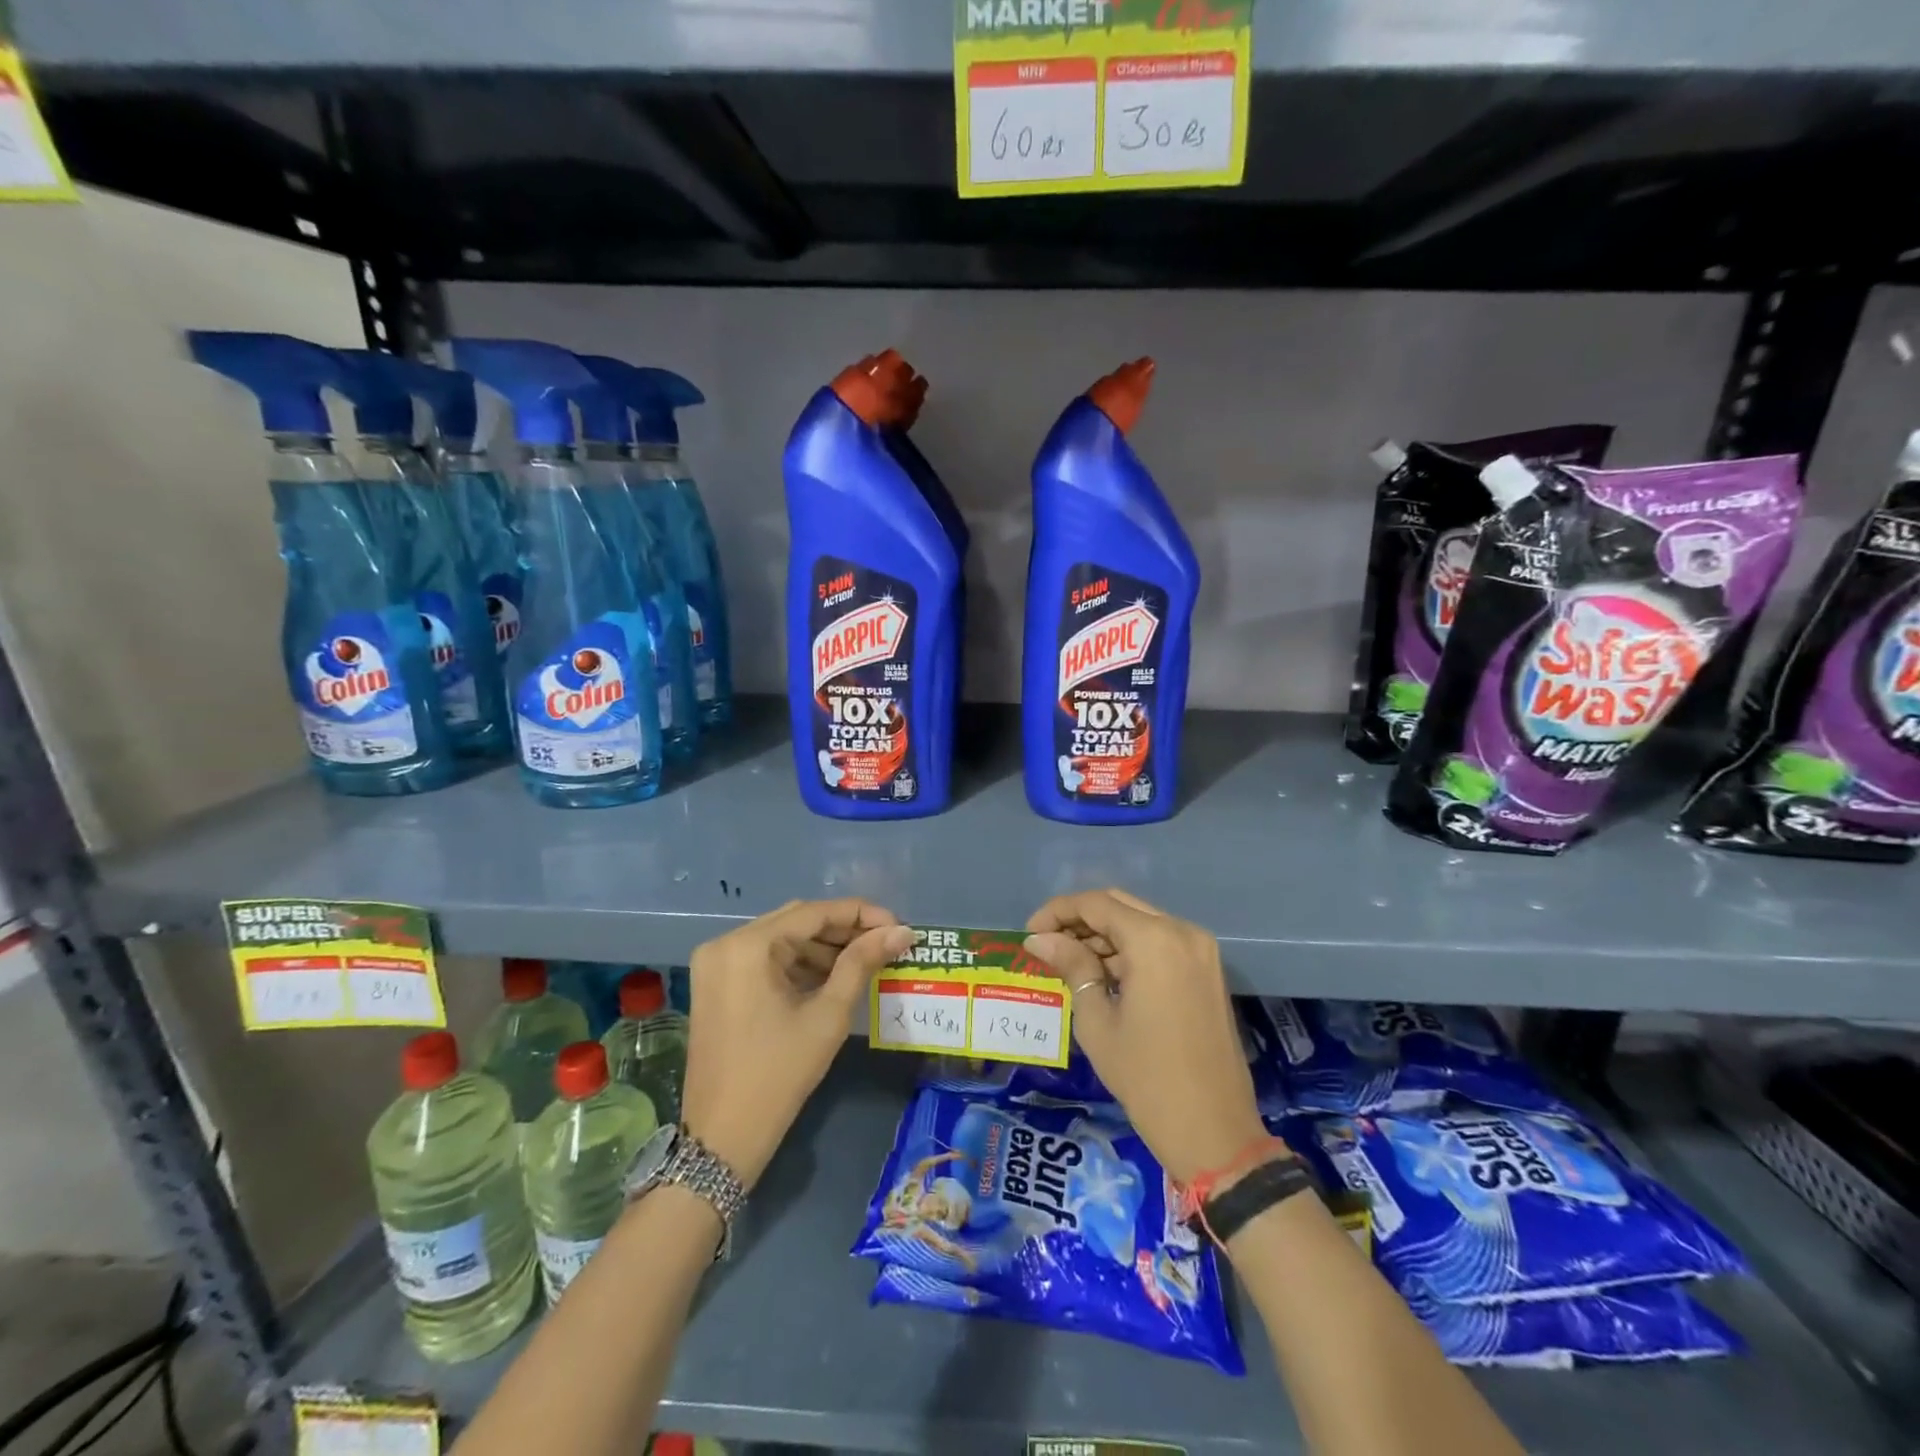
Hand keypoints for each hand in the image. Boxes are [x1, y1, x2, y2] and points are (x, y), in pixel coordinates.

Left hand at [682, 899, 912, 1189]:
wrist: (722, 1138)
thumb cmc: (779, 1074)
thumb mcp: (828, 1015)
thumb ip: (862, 963)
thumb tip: (902, 931)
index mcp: (747, 946)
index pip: (814, 912)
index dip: (860, 914)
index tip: (897, 926)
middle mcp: (725, 943)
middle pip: (796, 921)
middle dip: (843, 929)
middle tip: (885, 942)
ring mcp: (716, 964)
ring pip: (781, 938)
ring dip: (822, 946)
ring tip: (866, 960)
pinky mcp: (716, 984)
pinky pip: (764, 959)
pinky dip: (798, 963)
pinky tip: (832, 976)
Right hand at [1025, 889, 1266, 1184]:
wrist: (1214, 1131)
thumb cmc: (1146, 1077)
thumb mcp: (1097, 1021)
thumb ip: (1072, 967)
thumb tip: (1040, 939)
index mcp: (1155, 940)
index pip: (1096, 904)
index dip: (1057, 912)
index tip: (1029, 934)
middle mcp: (1182, 932)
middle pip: (1120, 905)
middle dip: (1079, 920)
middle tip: (1047, 944)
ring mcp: (1200, 950)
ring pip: (1141, 922)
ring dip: (1104, 935)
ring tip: (1069, 962)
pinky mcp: (1207, 970)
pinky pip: (1160, 943)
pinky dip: (1130, 950)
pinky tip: (1103, 973)